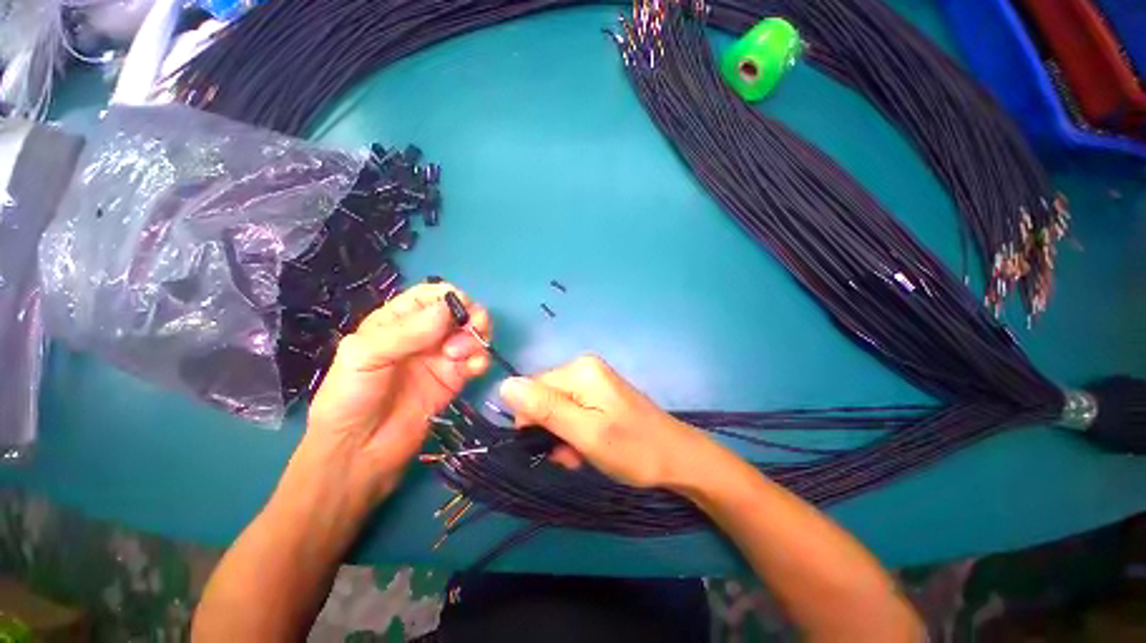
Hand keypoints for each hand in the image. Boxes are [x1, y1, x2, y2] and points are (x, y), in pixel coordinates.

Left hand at [305, 282, 490, 504]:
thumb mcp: (365, 356)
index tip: (458, 311)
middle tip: (468, 333)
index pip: (430, 296)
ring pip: (472, 333)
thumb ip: (406, 332)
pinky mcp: (455, 379)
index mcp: (396, 321)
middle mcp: (423, 335)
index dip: (448, 297)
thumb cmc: (351, 398)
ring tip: (461, 357)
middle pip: (459, 312)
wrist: (360, 453)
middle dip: (470, 317)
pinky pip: (477, 360)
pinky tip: (474, 370)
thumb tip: (449, 309)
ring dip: (477, 338)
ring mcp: (442, 357)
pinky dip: (482, 359)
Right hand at [498, 355, 711, 488]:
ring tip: (580, 456)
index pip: (531, 389)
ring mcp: (593, 380)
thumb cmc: (633, 448)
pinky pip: (572, 411)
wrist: (677, 457)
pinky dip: (574, 432)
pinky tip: (587, 448)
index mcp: (579, 370)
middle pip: (544, 398)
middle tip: (570, 455)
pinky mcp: (599, 394)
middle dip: (550, 430)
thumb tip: (504, 385)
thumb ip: (545, 408)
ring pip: (556, 408)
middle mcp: (584, 368)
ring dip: (561, 435)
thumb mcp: (585, 433)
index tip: (551, 447)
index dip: (533, 420)